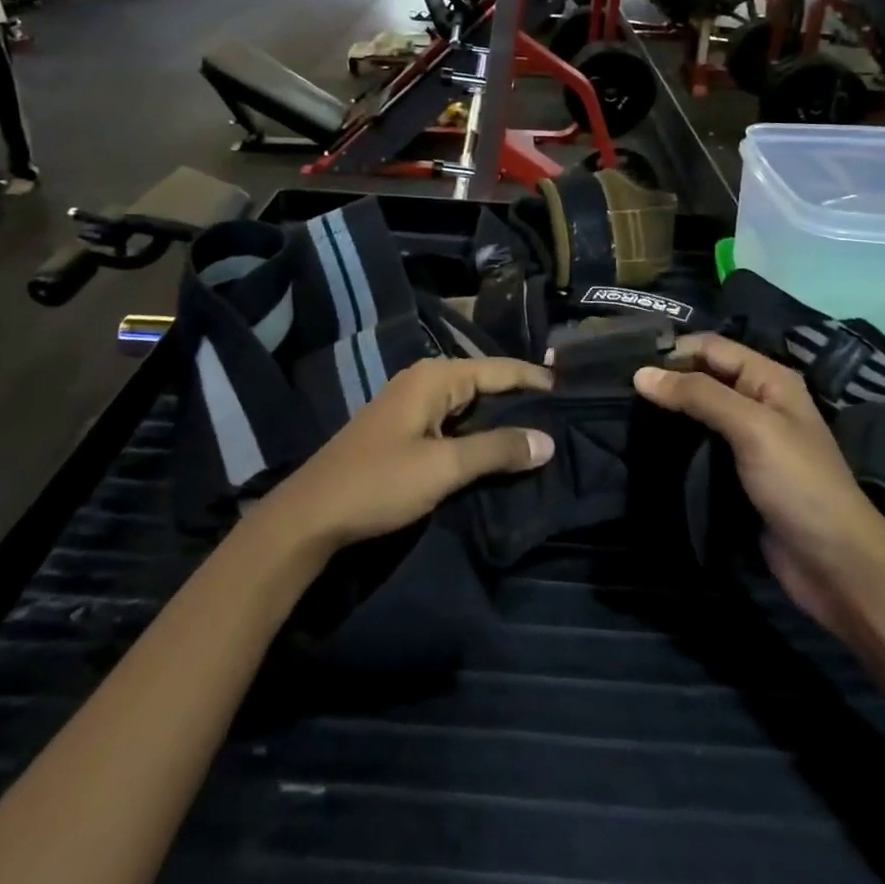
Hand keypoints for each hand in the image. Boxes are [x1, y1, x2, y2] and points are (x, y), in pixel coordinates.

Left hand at [257, 357, 553, 556]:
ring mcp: (410, 404)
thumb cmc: (380, 482)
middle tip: (563, 415)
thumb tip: (547, 441)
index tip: (572, 390)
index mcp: (434, 377)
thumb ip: (497, 450)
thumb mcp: (444, 467)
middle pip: (484, 382)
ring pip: (468, 403)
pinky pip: (452, 420)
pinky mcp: (403, 428)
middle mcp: (423, 380)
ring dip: (500, 417)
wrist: (311, 515)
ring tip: (540, 432)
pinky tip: (496, 449)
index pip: (499, 369)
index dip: (535, 379)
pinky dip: (477, 431)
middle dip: (521, 398)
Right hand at [634, 335, 884, 634]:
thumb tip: (641, 373)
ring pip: (699, 411)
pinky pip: (701, 444)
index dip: (672, 352)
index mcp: (770, 379)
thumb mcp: (751, 428)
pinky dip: (676, 441)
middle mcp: (759, 401)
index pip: (710, 347)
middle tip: (618, 391)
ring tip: (624, 414)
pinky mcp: (738, 472)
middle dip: (666, 380)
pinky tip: (647, 444)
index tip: (627, 366)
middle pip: (703, 376)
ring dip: (668, 411)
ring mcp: (749, 439)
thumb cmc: (799, 484)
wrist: (837, 566)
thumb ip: (698, 395)